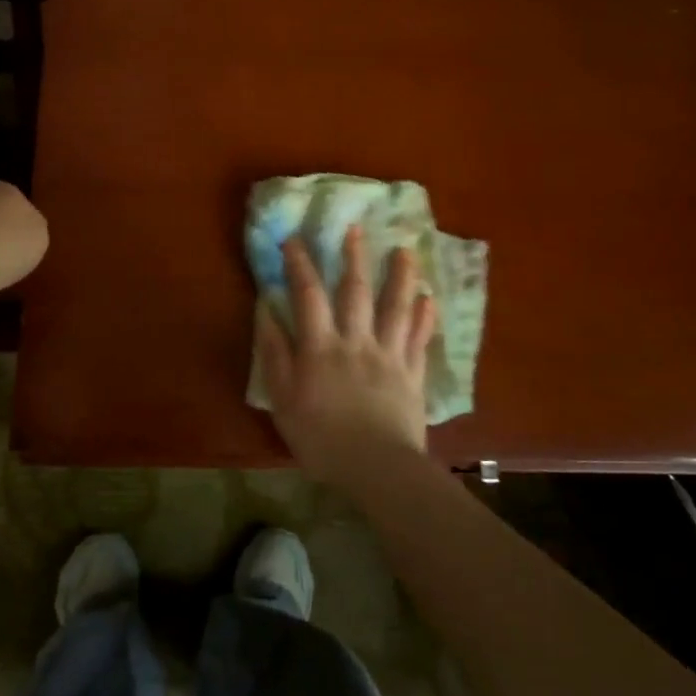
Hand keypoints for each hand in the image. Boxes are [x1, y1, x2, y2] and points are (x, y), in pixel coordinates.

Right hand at [255, 225, 437, 492]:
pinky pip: (420, 339)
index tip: (294, 239)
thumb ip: (273, 351)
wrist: (377, 468)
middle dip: (353, 257)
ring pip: (396, 307)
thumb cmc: (321, 437)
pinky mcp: (413, 374)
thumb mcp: (282, 398)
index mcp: (321, 346)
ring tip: (405, 250)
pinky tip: (430, 299)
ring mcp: (389, 355)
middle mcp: (357, 341)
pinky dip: (425, 316)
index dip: (300, 264)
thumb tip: (265, 308)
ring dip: (400, 276)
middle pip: (355, 292)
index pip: (308, 294)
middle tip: (355, 227)